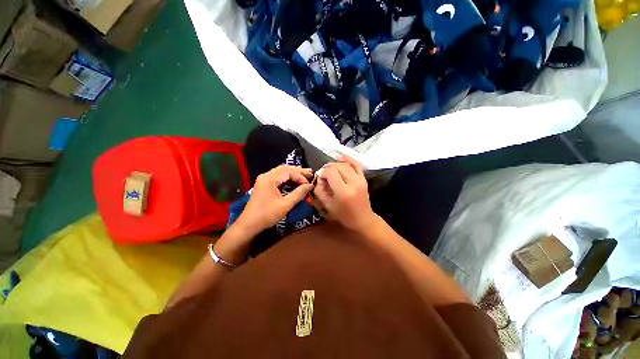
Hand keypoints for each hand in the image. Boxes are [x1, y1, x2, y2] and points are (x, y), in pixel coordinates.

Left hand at [234, 165, 312, 236]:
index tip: (309, 184)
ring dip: (293, 173)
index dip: (301, 177)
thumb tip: (310, 186)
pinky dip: (287, 177)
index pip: (289, 172)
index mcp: (270, 179)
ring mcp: (264, 179)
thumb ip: (299, 193)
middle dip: (298, 171)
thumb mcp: (286, 204)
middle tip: (310, 173)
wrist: (249, 224)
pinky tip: (294, 180)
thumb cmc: (267, 215)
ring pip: (281, 171)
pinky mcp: (264, 184)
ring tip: (305, 174)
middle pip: (285, 168)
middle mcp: (266, 175)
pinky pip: (277, 176)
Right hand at [313, 157, 377, 232]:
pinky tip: (340, 158)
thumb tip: (319, 177)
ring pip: (346, 164)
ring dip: (336, 164)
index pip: (331, 173)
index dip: (323, 172)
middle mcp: (353, 183)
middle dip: (328, 168)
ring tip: (330, 170)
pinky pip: (356, 164)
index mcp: (343, 192)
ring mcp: (360, 179)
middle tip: (323, 174)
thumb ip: (320, 190)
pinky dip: (348, 159)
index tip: (320, 177)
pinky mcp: (364, 178)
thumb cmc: (344, 215)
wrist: (363, 219)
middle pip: (338, 167)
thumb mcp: (327, 205)